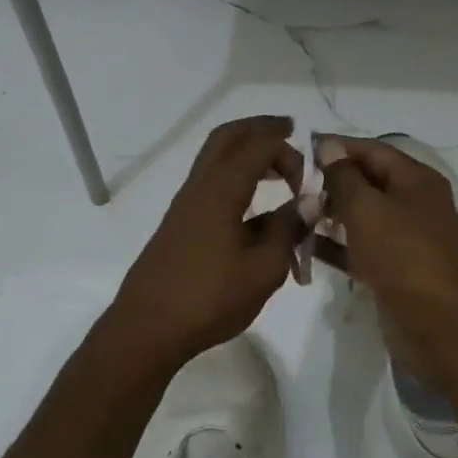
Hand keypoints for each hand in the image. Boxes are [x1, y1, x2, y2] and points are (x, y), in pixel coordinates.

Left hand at [106, 116, 307, 370]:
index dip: (288, 151)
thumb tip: (306, 204)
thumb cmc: (210, 299)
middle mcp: (198, 188)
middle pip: (227, 138)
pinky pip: (210, 184)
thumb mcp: (264, 269)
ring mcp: (184, 206)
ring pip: (214, 160)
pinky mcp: (178, 226)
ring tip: (275, 170)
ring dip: (245, 154)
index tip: (309, 178)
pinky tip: (252, 208)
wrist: (148, 328)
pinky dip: (234, 178)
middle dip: (259, 129)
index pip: (258, 146)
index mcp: (221, 191)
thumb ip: (287, 230)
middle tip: (288, 132)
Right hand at [315, 134, 457, 344]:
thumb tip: (328, 146)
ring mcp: (405, 239)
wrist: (438, 324)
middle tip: (291, 186)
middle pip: (367, 182)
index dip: (336, 147)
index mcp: (416, 180)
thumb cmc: (403, 256)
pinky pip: (360, 249)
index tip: (298, 149)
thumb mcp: (368, 209)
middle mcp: (413, 204)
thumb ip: (344, 177)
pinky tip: (305, 245)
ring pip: (362, 217)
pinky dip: (336, 246)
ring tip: (294, 213)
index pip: (372, 150)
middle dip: (330, 182)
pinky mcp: (394, 270)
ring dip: (329, 214)